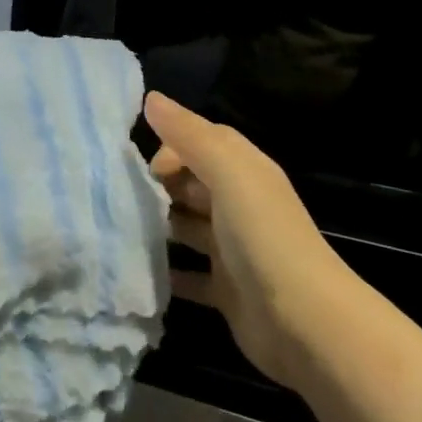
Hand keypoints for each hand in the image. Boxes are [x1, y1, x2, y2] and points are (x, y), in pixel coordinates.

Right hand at [147, 91, 342, 385]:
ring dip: (158, 226)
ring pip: (187, 227)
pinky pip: (188, 274)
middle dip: (158, 185)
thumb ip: (190, 135)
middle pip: (192, 184)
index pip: (203, 142)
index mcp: (245, 172)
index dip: (171, 147)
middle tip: (119, 196)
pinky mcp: (225, 289)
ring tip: (117, 228)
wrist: (304, 323)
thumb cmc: (263, 237)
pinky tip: (135, 270)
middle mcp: (240, 206)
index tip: (144, 169)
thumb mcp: (228, 174)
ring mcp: (233, 250)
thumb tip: (151, 98)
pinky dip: (165, 271)